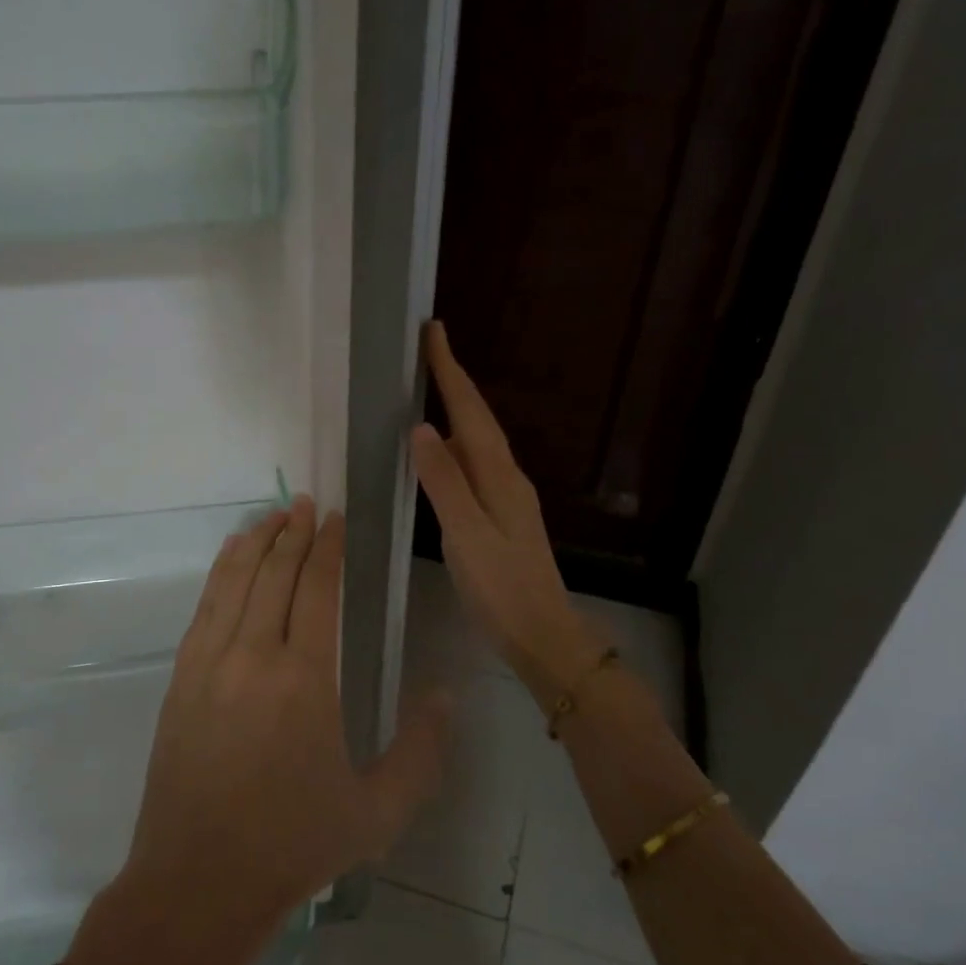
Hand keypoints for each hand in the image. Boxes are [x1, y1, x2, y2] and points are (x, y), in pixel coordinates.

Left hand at [67, 497, 449, 964]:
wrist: (198, 883)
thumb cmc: (294, 846)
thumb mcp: (380, 811)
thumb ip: (422, 750)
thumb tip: (445, 694)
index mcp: (305, 681)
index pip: (318, 590)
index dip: (330, 548)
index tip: (339, 519)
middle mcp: (253, 656)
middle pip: (275, 574)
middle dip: (295, 532)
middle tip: (310, 504)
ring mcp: (208, 665)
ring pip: (234, 582)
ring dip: (256, 542)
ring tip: (274, 515)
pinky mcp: (180, 680)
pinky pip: (204, 609)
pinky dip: (221, 574)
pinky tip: (232, 561)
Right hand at [413, 320, 604, 699]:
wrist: (542, 633)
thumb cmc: (501, 588)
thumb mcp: (466, 535)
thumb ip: (444, 482)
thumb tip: (423, 428)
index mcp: (499, 476)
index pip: (470, 412)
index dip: (451, 371)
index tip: (434, 331)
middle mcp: (507, 477)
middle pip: (478, 419)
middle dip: (454, 382)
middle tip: (429, 350)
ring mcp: (508, 497)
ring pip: (478, 441)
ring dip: (457, 410)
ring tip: (432, 388)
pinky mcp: (502, 516)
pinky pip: (476, 465)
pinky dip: (457, 445)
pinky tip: (444, 453)